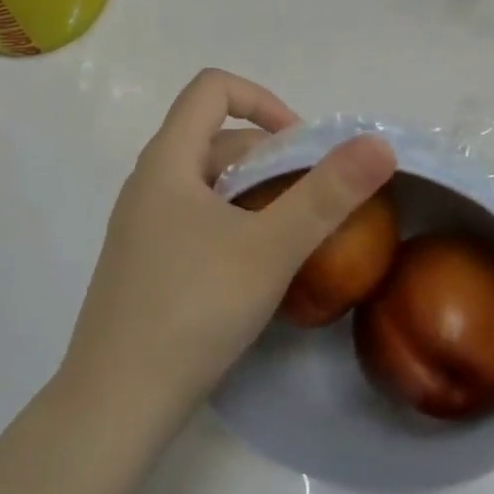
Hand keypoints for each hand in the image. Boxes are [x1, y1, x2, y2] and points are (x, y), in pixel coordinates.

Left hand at [58, 69, 397, 431]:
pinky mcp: (144, 263)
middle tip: (314, 201)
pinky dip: (235, 222)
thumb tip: (378, 144)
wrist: (115, 404)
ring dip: (256, 193)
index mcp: (167, 160)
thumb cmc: (191, 310)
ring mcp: (142, 225)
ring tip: (294, 235)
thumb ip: (326, 194)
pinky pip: (196, 218)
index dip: (263, 100)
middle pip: (215, 137)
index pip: (212, 88)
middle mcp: (148, 182)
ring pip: (208, 182)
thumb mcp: (269, 248)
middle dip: (271, 157)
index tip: (303, 146)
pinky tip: (257, 269)